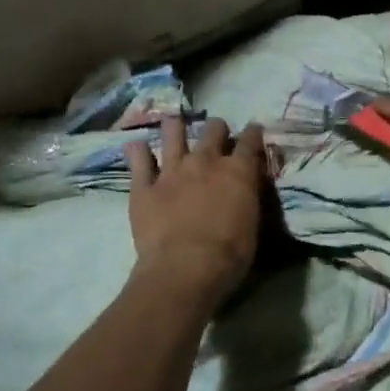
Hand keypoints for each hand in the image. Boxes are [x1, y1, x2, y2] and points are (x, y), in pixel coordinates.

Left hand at [125, 115, 266, 300]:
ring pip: (173, 134)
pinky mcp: (144, 186)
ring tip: (174, 122)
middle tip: (216, 133)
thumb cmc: (229, 254)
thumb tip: (245, 189)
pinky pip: (138, 161)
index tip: (254, 130)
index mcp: (237, 172)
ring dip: (175, 127)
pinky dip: (137, 152)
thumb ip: (248, 198)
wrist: (185, 268)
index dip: (253, 133)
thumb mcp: (253, 224)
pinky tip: (136, 146)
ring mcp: (172, 171)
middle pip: (213, 130)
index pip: (250, 141)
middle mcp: (205, 162)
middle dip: (217, 128)